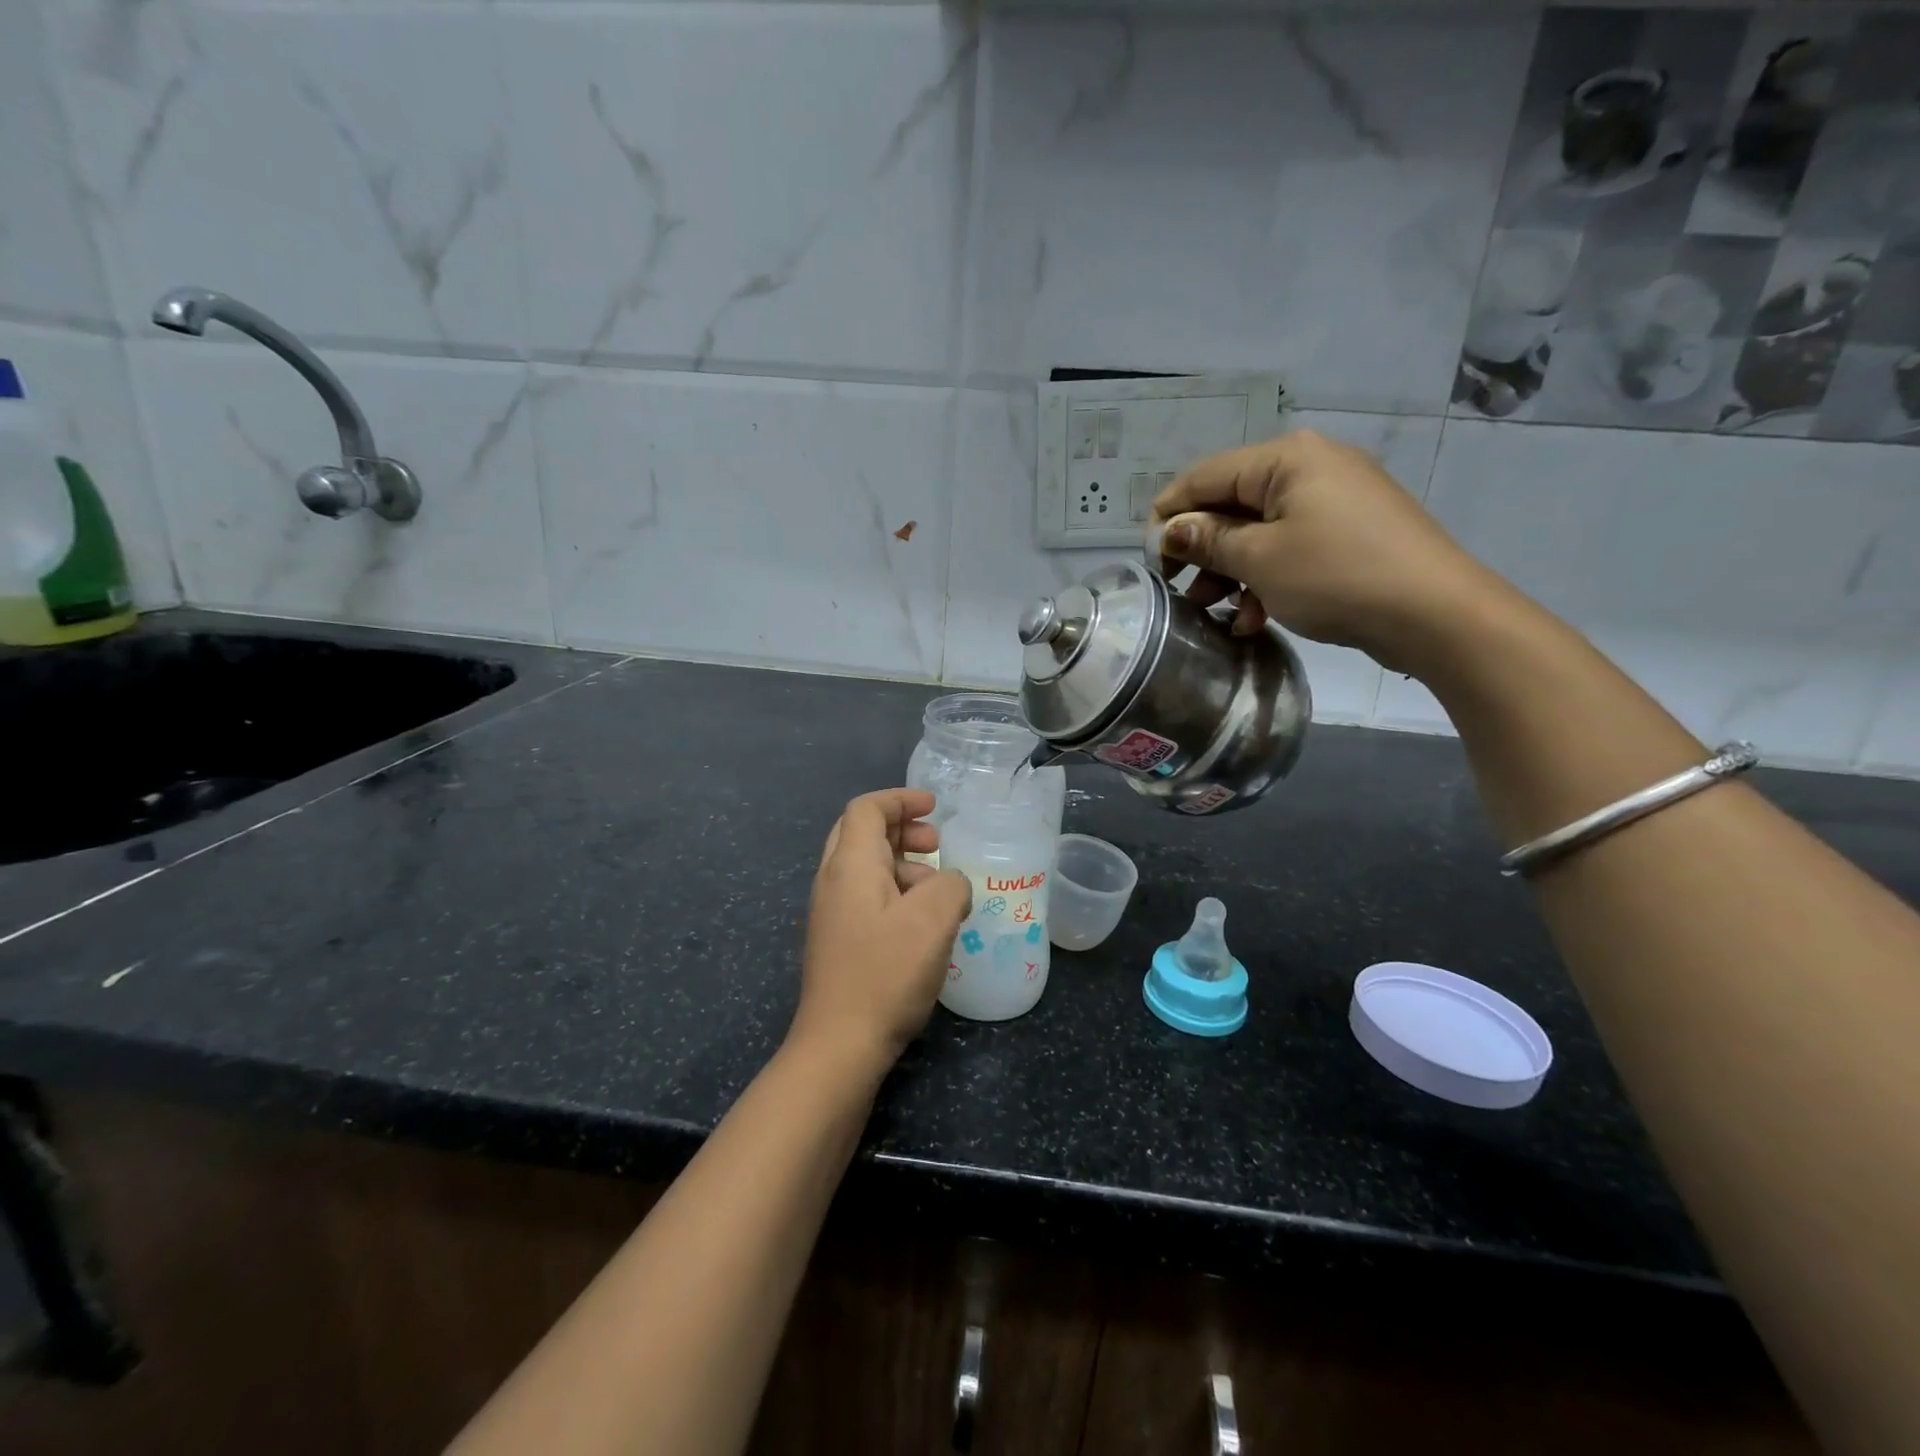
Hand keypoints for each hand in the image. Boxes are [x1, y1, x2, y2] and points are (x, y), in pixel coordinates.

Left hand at [791, 789, 970, 1077]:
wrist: (840, 1045)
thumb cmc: (885, 974)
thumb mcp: (933, 920)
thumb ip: (950, 884)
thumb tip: (949, 884)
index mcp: (850, 865)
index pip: (867, 809)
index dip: (901, 799)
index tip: (936, 808)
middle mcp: (833, 881)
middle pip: (862, 833)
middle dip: (901, 829)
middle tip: (935, 844)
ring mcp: (830, 913)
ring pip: (866, 867)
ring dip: (903, 865)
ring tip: (940, 892)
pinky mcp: (837, 941)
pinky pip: (866, 897)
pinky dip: (896, 893)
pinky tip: (923, 925)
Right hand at [1148, 430, 1495, 673]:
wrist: (1435, 614)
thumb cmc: (1335, 576)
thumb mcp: (1259, 559)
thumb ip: (1208, 540)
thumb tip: (1170, 530)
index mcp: (1286, 459)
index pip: (1205, 476)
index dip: (1169, 516)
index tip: (1151, 561)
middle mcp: (1310, 467)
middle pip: (1231, 504)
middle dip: (1202, 550)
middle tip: (1181, 590)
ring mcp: (1334, 500)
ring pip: (1258, 532)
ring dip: (1230, 572)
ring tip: (1214, 612)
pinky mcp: (1349, 533)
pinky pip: (1290, 548)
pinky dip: (1266, 579)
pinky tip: (1254, 619)